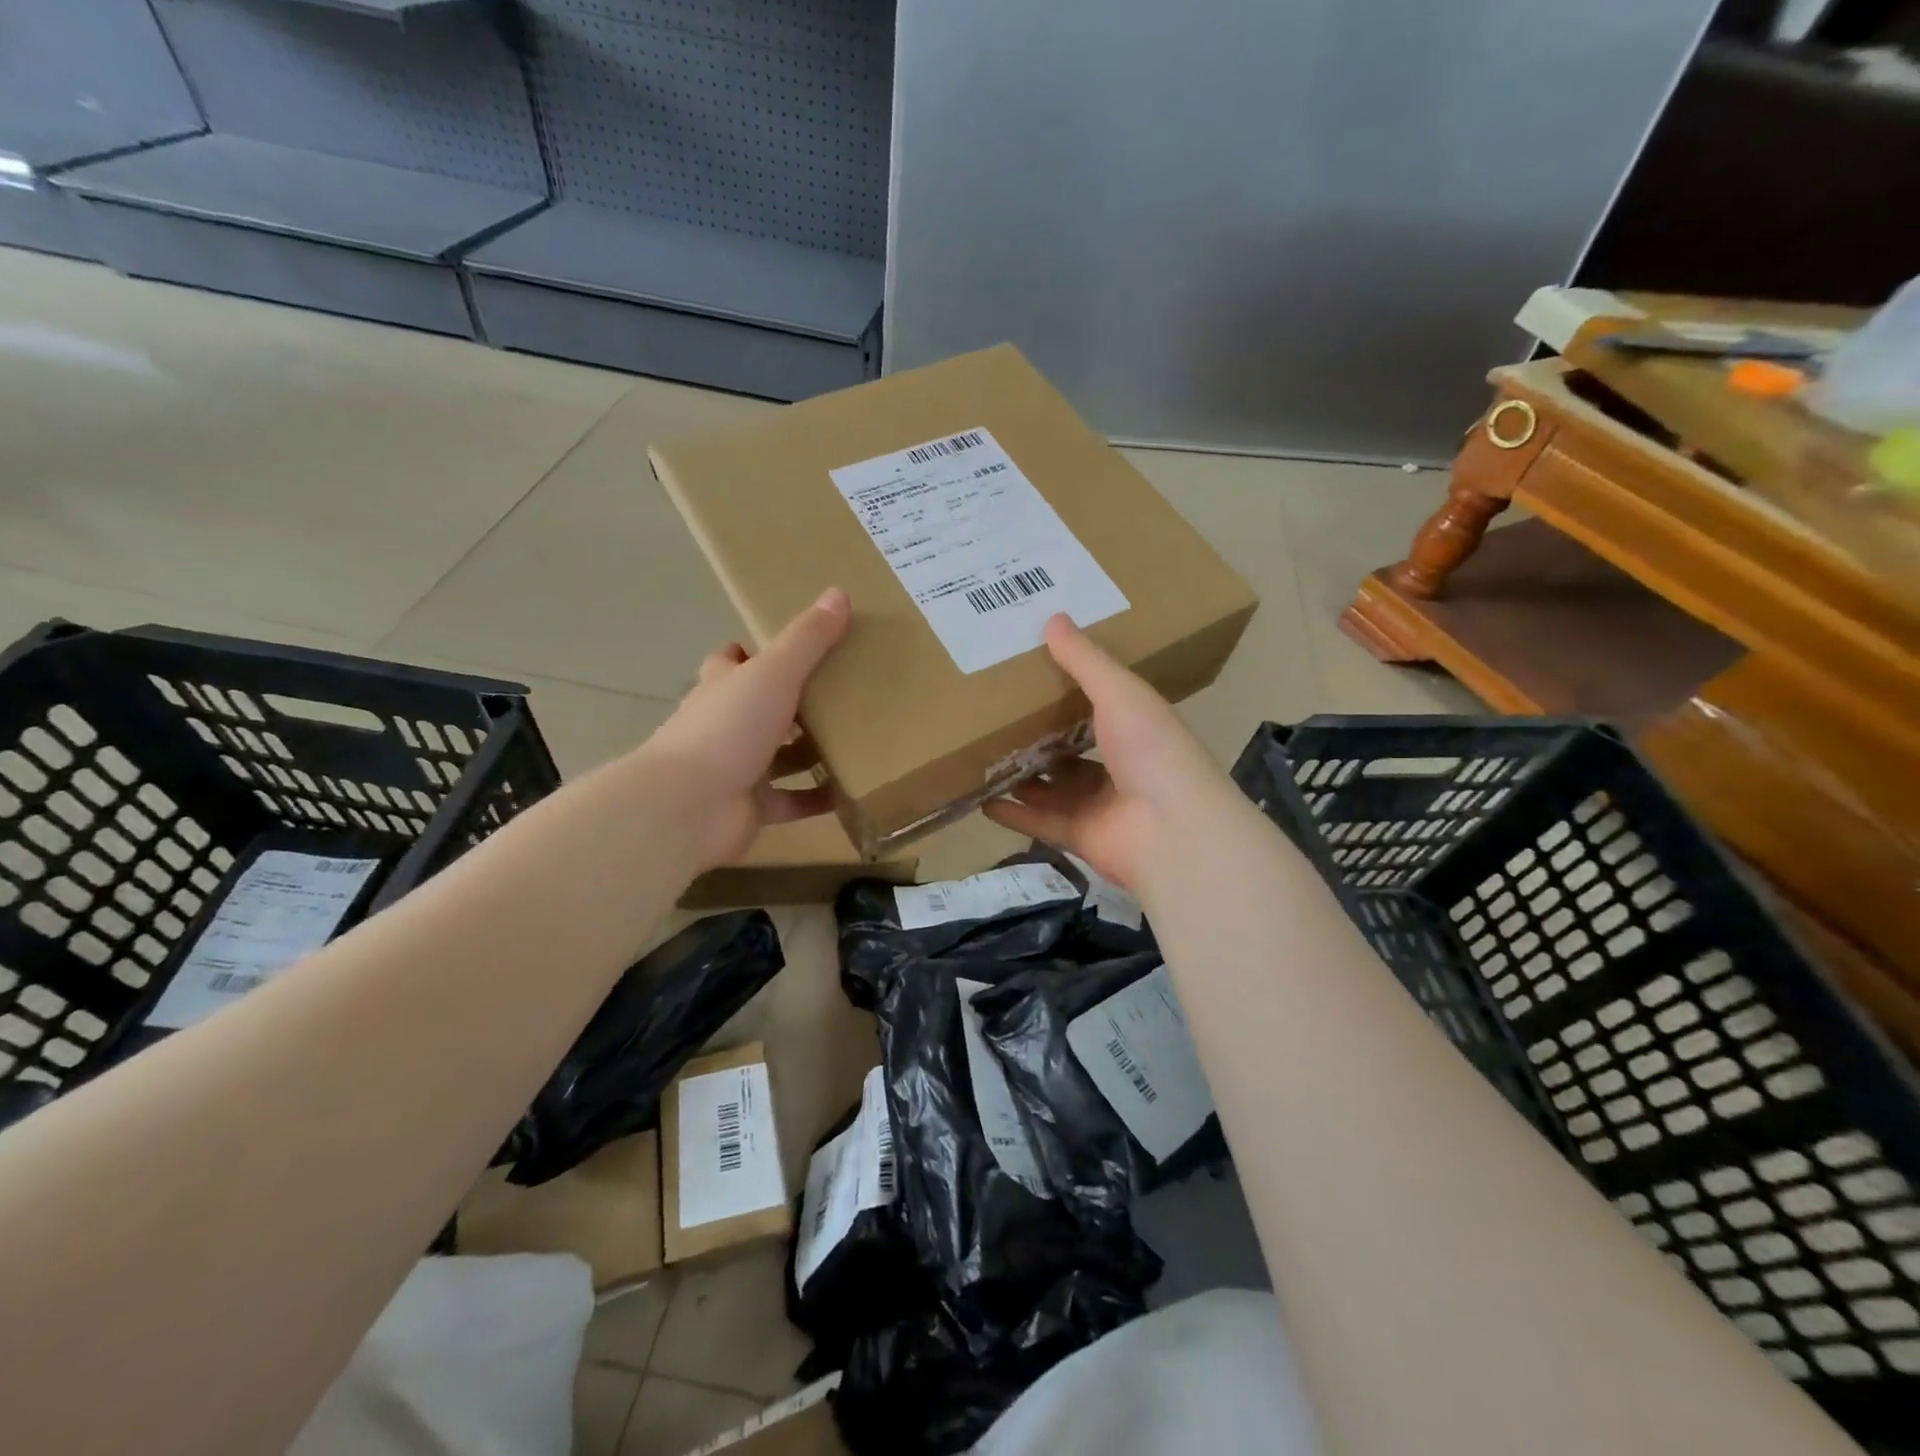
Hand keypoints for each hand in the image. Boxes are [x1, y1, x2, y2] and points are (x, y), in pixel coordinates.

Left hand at [642, 587, 851, 870]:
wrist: (689, 807)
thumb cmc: (727, 728)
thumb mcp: (773, 674)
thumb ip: (807, 639)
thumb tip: (839, 593)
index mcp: (723, 686)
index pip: (733, 660)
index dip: (758, 652)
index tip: (800, 649)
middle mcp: (726, 724)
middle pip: (761, 707)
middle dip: (796, 702)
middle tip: (845, 694)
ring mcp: (737, 768)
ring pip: (780, 756)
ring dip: (812, 751)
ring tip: (859, 739)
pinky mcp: (752, 807)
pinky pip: (793, 800)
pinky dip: (819, 796)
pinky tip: (852, 789)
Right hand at [984, 615, 1237, 892]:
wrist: (1172, 830)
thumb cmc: (1152, 750)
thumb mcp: (1120, 693)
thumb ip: (1085, 661)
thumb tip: (1053, 619)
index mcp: (1135, 727)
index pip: (1100, 704)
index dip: (1070, 689)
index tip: (1032, 670)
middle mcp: (1119, 765)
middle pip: (1071, 748)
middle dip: (1038, 735)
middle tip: (995, 715)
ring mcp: (1098, 804)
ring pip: (1052, 787)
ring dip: (1022, 774)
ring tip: (981, 754)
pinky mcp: (1079, 836)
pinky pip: (1039, 822)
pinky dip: (1013, 814)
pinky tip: (982, 800)